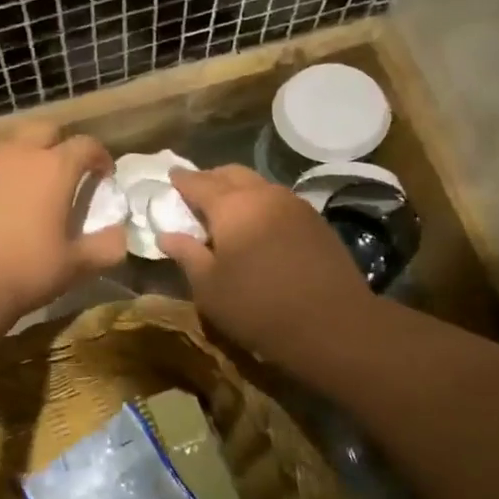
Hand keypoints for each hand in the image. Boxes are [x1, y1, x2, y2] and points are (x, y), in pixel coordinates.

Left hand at [0, 124, 127, 325]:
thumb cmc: (26, 270)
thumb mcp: (76, 266)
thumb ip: (106, 247)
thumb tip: (120, 235)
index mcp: (54, 169)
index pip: (85, 145)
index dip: (100, 156)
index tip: (104, 175)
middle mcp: (18, 155)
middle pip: (44, 130)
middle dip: (59, 144)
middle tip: (65, 172)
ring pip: (10, 147)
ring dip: (25, 159)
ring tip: (29, 189)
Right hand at [157, 166, 373, 365]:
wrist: (332, 324)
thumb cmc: (258, 307)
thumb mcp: (209, 287)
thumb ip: (186, 254)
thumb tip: (166, 235)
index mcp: (232, 206)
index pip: (199, 183)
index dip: (182, 180)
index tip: (170, 176)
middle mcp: (264, 195)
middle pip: (232, 174)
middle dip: (211, 179)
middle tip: (196, 192)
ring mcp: (294, 205)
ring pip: (259, 185)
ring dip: (238, 190)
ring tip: (226, 209)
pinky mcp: (316, 221)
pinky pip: (279, 201)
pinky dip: (261, 204)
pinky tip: (258, 225)